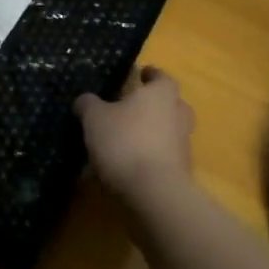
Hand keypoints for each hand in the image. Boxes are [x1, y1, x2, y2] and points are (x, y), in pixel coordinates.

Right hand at [75, 65, 194, 205]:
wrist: (154, 194)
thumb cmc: (125, 142)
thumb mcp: (94, 118)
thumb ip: (89, 104)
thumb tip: (85, 100)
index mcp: (161, 95)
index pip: (162, 77)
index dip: (151, 74)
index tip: (140, 74)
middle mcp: (177, 117)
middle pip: (171, 105)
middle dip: (154, 105)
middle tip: (133, 107)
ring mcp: (182, 147)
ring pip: (167, 133)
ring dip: (150, 134)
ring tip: (122, 140)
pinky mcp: (180, 174)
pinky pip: (162, 158)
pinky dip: (147, 158)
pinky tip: (124, 167)